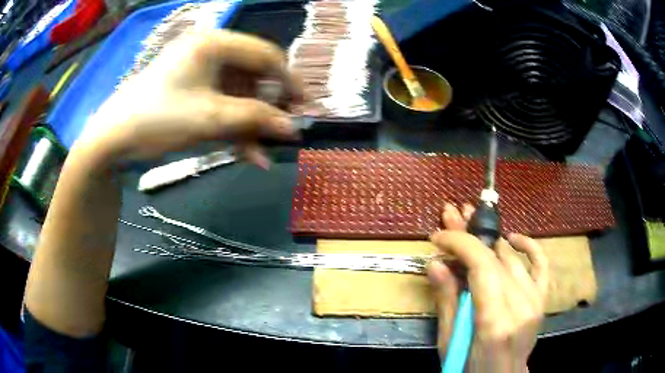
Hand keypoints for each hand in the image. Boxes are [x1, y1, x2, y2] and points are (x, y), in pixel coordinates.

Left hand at [75, 29, 303, 167]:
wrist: (113, 139)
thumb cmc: (158, 119)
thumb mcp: (210, 118)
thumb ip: (256, 119)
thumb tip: (293, 128)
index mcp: (214, 42)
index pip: (265, 55)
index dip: (288, 82)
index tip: (305, 107)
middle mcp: (209, 49)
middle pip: (252, 75)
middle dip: (268, 107)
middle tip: (284, 131)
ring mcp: (198, 70)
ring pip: (237, 94)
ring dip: (249, 123)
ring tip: (261, 152)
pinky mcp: (190, 88)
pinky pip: (220, 103)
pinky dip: (232, 125)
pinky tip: (244, 151)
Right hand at [428, 203, 548, 372]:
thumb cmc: (468, 367)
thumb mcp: (448, 342)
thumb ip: (447, 302)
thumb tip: (436, 263)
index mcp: (495, 321)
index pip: (483, 267)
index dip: (461, 244)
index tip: (438, 237)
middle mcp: (520, 306)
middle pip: (497, 258)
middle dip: (470, 235)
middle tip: (452, 215)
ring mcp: (534, 301)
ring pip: (513, 258)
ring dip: (489, 239)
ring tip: (471, 223)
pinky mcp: (541, 300)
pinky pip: (541, 265)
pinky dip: (529, 246)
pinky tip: (512, 237)